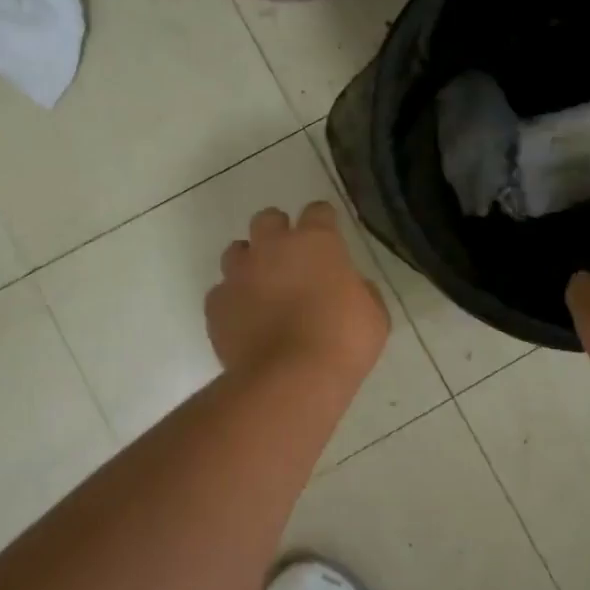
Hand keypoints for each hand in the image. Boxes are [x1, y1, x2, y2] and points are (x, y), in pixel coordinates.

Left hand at [207, 203, 389, 384]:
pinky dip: (232, 302)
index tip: (329, 237)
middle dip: (278, 232)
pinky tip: (245, 321)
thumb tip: (350, 287)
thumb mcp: (373, 315)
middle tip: (290, 259)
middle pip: (268, 219)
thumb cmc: (342, 342)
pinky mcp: (216, 304)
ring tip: (262, 289)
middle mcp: (272, 247)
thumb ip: (360, 291)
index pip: (318, 211)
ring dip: (249, 263)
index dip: (323, 221)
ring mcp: (239, 274)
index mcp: (316, 242)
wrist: (290, 379)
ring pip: (236, 251)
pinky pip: (221, 293)